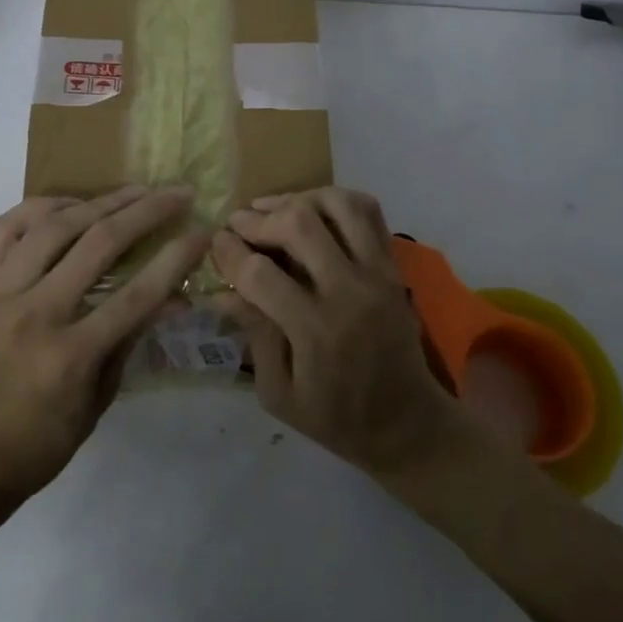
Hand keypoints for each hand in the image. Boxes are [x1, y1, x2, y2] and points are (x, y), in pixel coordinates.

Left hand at [0, 186, 206, 501]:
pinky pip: (6, 228)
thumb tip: (177, 292)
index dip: (176, 258)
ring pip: (53, 225)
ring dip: (100, 201)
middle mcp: (33, 315)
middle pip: (97, 244)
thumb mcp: (104, 394)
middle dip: (146, 212)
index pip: (136, 293)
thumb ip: (135, 335)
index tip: (203, 230)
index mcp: (70, 355)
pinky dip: (40, 207)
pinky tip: (71, 205)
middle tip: (177, 192)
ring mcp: (0, 294)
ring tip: (133, 191)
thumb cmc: (49, 436)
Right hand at [210, 188, 466, 476]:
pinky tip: (312, 210)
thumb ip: (254, 335)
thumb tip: (221, 292)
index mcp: (316, 331)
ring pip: (339, 205)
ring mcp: (378, 273)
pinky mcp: (394, 266)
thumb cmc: (336, 417)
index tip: (215, 243)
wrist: (407, 422)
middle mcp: (350, 292)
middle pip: (300, 224)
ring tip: (273, 209)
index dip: (229, 253)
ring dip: (299, 198)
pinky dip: (337, 200)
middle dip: (259, 219)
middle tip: (238, 224)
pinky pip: (369, 212)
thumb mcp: (279, 393)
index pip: (261, 273)